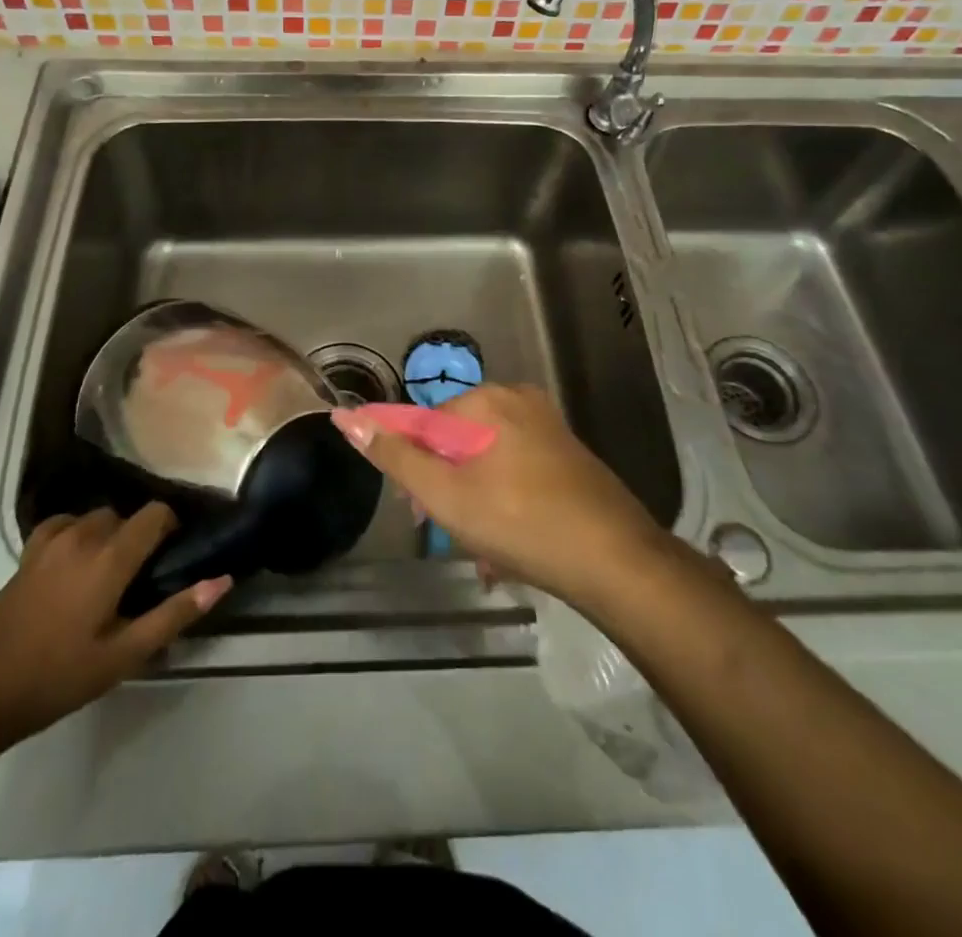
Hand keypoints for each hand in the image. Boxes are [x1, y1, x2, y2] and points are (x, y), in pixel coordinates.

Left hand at [0, 505, 228, 750]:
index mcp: (110, 557)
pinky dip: (77, 534)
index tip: (174, 556)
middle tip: (142, 579)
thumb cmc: (55, 677)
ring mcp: (49, 542)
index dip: (171, 527)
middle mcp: (82, 535)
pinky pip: (63, 525)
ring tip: (109, 576)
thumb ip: (174, 614)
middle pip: (125, 515)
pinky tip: (74, 567)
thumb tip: (222, 580)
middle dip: (139, 536)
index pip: (155, 514)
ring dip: (109, 535)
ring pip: (95, 519)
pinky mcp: (26, 554)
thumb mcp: (122, 655)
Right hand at [332, 384, 669, 610]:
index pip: (421, 424)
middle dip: (444, 487)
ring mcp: (546, 424)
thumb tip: (346, 417)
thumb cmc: (520, 524)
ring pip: (486, 459)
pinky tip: (508, 545)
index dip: (411, 468)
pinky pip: (515, 468)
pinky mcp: (566, 451)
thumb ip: (395, 456)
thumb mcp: (446, 495)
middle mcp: (517, 399)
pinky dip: (503, 499)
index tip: (416, 510)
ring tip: (482, 551)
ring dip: (473, 501)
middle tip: (450, 533)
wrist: (616, 561)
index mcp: (486, 401)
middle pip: (455, 440)